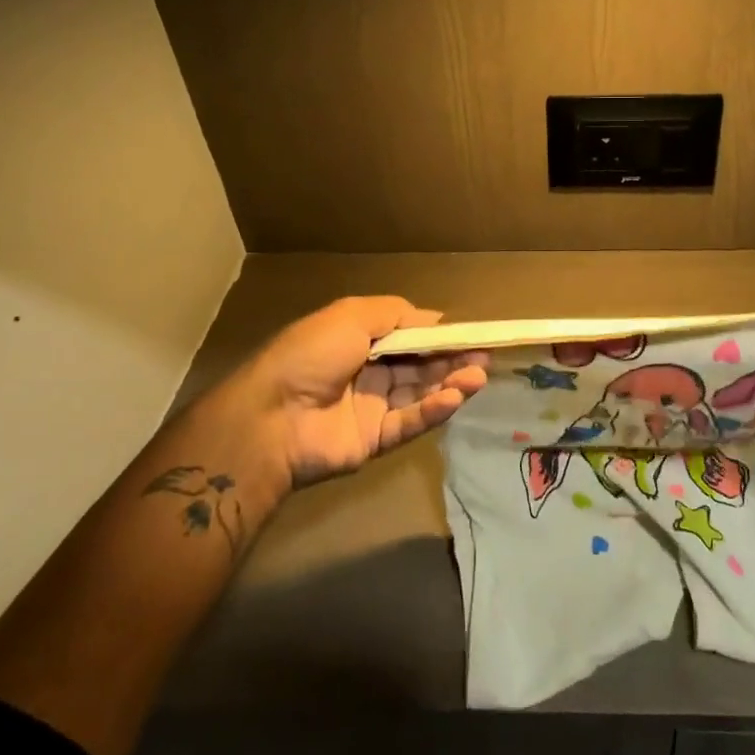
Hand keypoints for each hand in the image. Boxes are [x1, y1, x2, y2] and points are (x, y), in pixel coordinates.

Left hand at [205, 296, 488, 487]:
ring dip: (450, 383)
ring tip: (479, 376)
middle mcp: (368, 372)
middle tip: (484, 357)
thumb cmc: (311, 355)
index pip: (409, 336)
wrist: (271, 417)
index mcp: (359, 340)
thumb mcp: (350, 315)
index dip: (438, 335)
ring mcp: (372, 407)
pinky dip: (433, 410)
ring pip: (420, 393)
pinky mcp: (375, 440)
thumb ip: (396, 313)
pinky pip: (410, 422)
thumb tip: (435, 317)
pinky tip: (455, 398)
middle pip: (419, 365)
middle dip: (452, 359)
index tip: (470, 334)